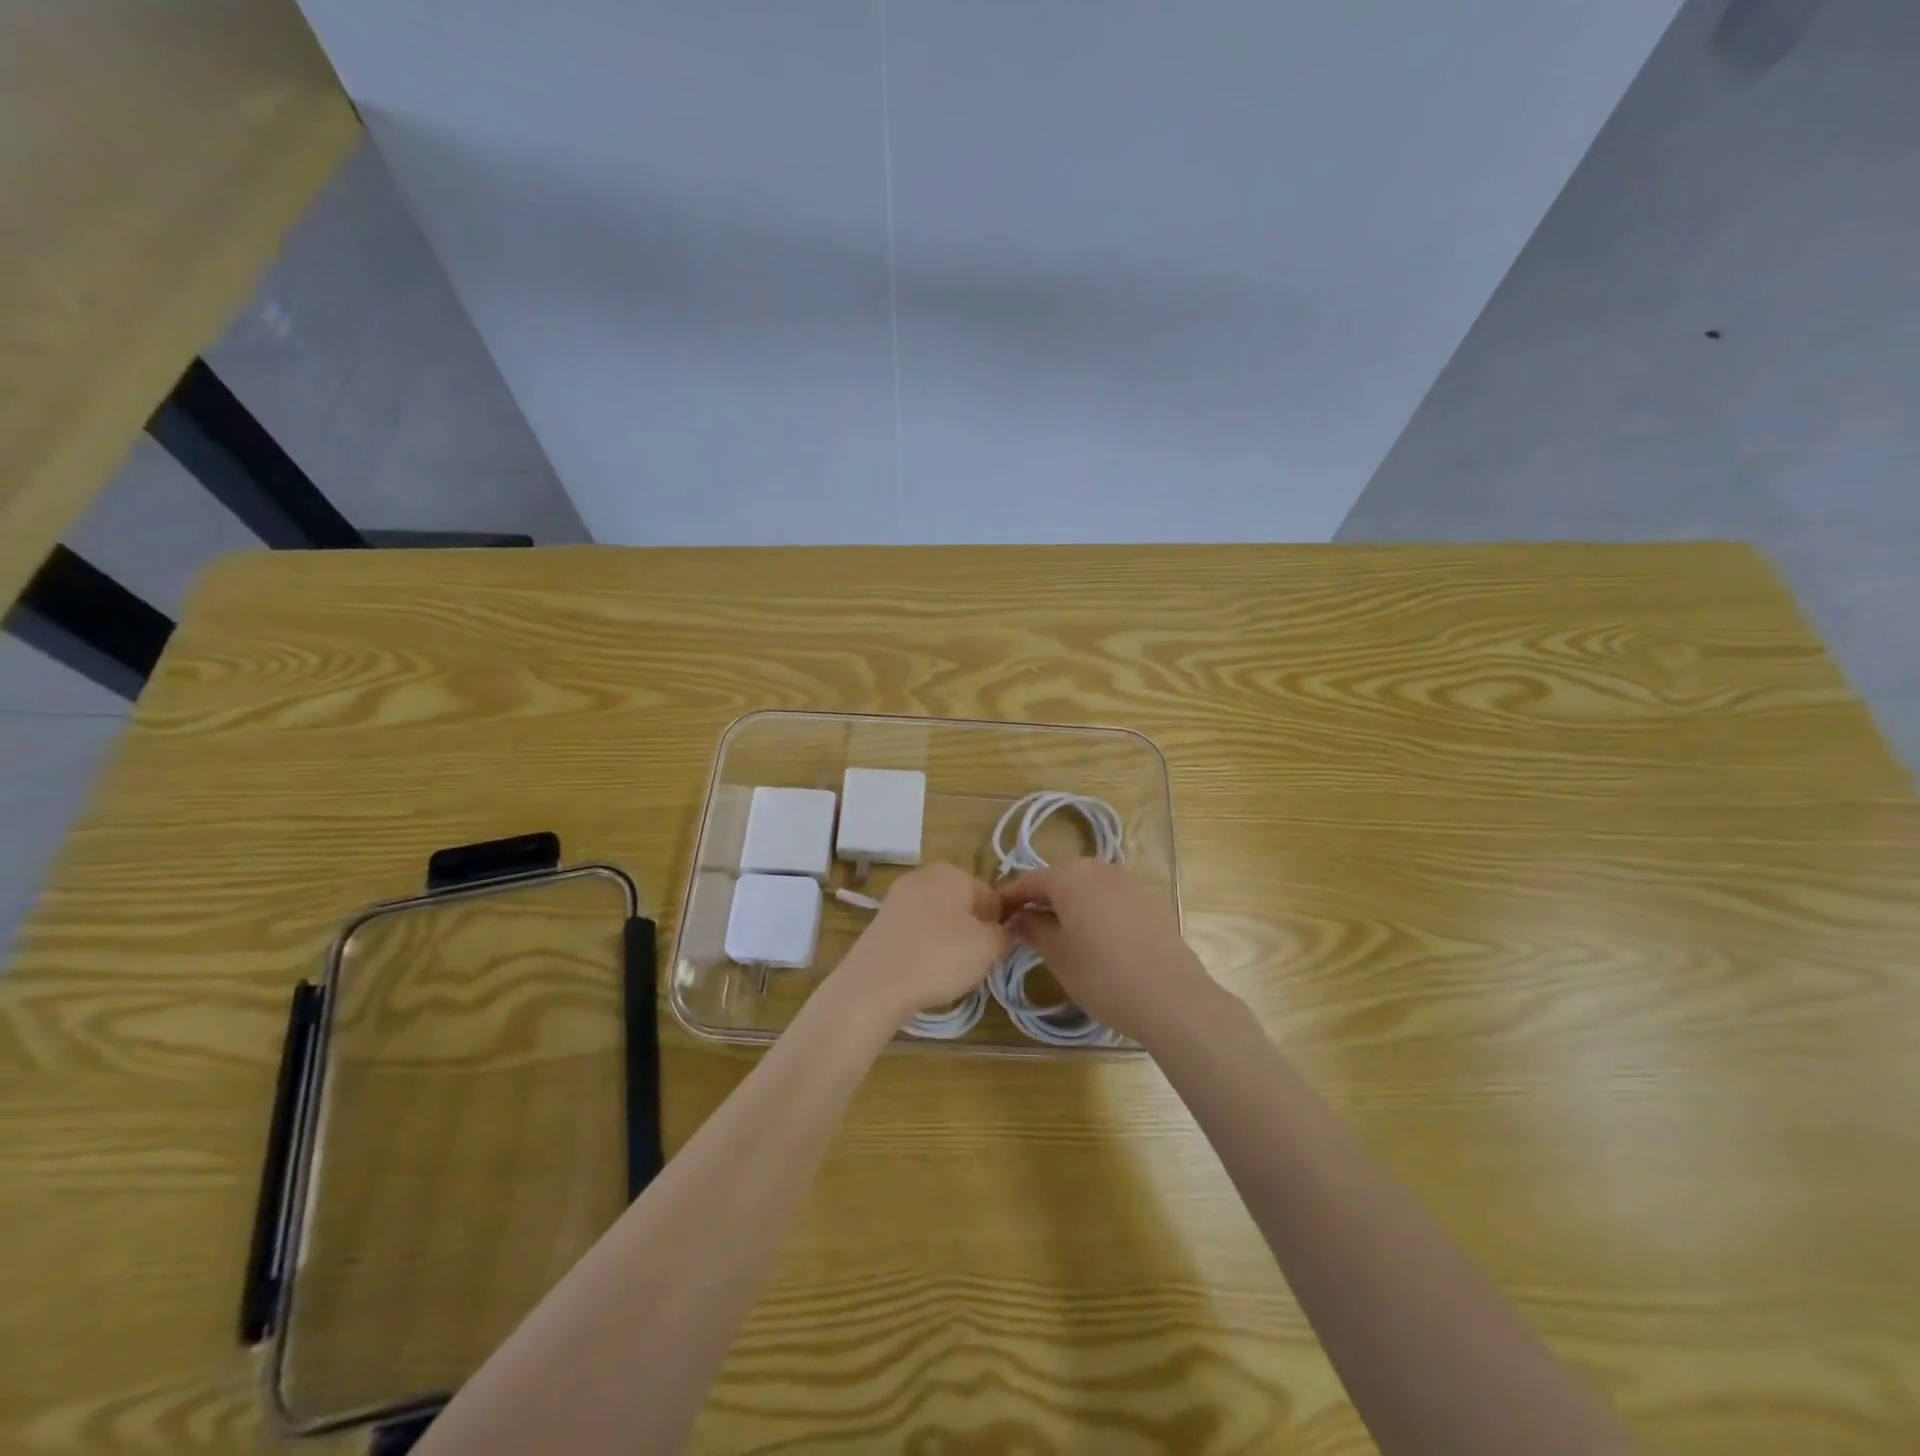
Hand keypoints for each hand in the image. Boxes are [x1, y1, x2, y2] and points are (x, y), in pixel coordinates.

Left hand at [834, 863, 1008, 1026]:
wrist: (875, 984)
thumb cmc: (940, 956)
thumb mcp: (988, 947)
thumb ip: (1005, 935)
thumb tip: (1004, 932)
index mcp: (951, 872)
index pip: (992, 897)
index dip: (998, 926)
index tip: (994, 952)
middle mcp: (923, 876)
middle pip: (963, 906)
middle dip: (972, 933)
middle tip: (973, 963)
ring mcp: (897, 898)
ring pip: (939, 920)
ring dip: (948, 942)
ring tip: (947, 972)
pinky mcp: (881, 922)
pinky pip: (916, 933)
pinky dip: (924, 949)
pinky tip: (923, 972)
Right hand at [997, 860, 1221, 1044]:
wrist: (1172, 997)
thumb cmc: (1102, 976)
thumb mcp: (1058, 955)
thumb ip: (1033, 929)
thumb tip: (1019, 917)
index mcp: (1069, 877)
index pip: (1028, 880)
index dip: (1009, 897)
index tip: (994, 915)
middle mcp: (1097, 868)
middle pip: (1058, 878)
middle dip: (1039, 898)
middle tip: (1023, 924)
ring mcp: (1127, 881)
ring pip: (1085, 885)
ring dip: (1068, 902)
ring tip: (1057, 931)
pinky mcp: (1148, 899)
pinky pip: (1109, 896)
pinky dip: (1093, 908)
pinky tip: (1093, 935)